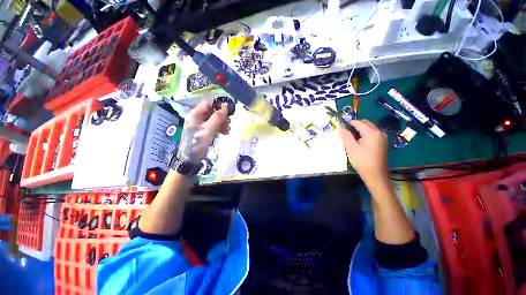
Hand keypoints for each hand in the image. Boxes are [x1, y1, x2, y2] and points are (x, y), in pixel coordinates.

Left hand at [176, 100, 229, 163]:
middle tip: (230, 122)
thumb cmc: (197, 142)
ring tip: (229, 129)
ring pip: (214, 119)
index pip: (208, 103)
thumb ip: (217, 118)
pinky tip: (226, 133)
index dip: (218, 105)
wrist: (191, 158)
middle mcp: (197, 117)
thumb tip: (226, 108)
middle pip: (212, 112)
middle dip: (222, 116)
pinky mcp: (204, 131)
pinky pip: (214, 126)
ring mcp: (201, 125)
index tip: (229, 109)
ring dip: (222, 123)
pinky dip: (220, 128)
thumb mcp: (208, 129)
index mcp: (195, 114)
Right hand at [338, 119, 387, 181]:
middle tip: (345, 131)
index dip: (349, 123)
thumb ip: (346, 135)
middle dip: (355, 125)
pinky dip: (365, 133)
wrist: (374, 174)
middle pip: (365, 123)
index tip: (340, 126)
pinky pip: (372, 133)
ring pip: (369, 127)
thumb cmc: (361, 160)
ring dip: (360, 129)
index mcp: (372, 132)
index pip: (358, 122)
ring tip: (350, 136)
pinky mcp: (383, 142)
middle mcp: (379, 132)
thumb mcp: (351, 147)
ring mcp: (382, 137)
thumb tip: (340, 126)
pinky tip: (359, 140)